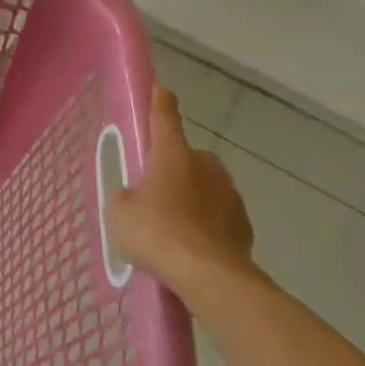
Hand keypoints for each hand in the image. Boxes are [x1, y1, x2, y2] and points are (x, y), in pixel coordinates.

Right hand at [108, 86, 254, 294]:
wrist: (209, 276)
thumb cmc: (156, 233)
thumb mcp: (120, 213)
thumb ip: (126, 197)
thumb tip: (136, 198)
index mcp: (172, 154)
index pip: (164, 118)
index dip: (160, 102)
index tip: (161, 89)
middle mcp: (205, 165)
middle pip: (186, 157)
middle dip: (173, 168)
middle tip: (154, 192)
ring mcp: (229, 194)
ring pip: (205, 187)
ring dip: (192, 198)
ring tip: (173, 227)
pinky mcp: (244, 224)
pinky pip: (218, 216)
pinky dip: (207, 224)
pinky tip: (193, 246)